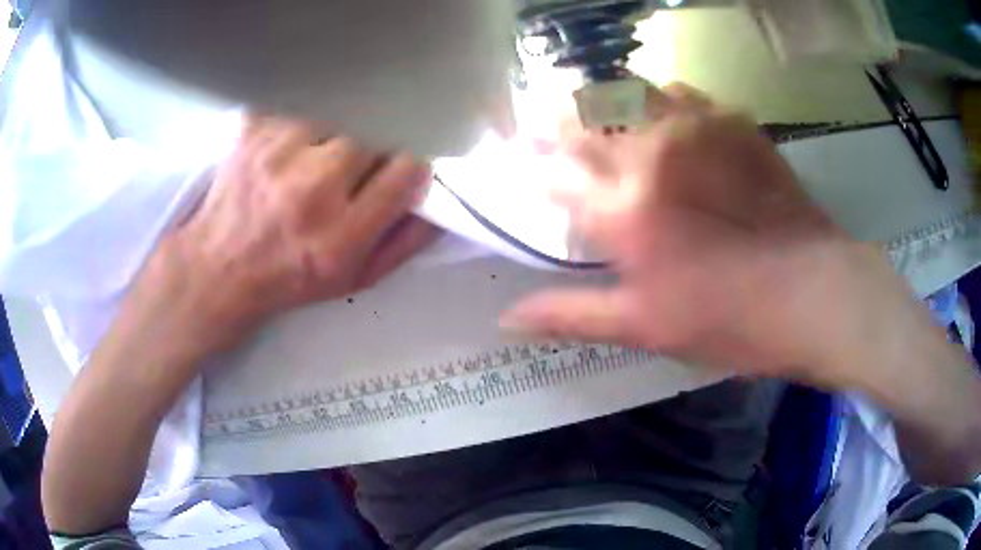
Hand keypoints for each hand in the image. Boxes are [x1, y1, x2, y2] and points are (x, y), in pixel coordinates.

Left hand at [135, 117, 440, 355]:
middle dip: (371, 152)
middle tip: (349, 171)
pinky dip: (303, 122)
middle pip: (373, 135)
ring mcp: (278, 151)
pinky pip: (300, 106)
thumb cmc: (290, 278)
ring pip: (339, 116)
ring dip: (336, 135)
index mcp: (340, 234)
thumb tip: (437, 198)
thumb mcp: (354, 279)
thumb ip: (403, 241)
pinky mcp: (254, 128)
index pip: (407, 168)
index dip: (407, 169)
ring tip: (313, 161)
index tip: (394, 176)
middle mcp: (311, 188)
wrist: (218, 267)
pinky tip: (287, 149)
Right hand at [501, 85, 911, 385]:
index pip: (553, 173)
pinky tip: (662, 117)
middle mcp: (650, 155)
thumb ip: (572, 315)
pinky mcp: (731, 122)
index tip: (519, 158)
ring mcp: (694, 129)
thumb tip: (506, 319)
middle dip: (556, 122)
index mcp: (623, 212)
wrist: (813, 293)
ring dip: (602, 102)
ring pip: (626, 92)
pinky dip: (657, 99)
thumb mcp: (646, 329)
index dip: (530, 164)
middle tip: (548, 128)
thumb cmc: (729, 319)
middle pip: (583, 120)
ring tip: (599, 116)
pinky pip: (678, 92)